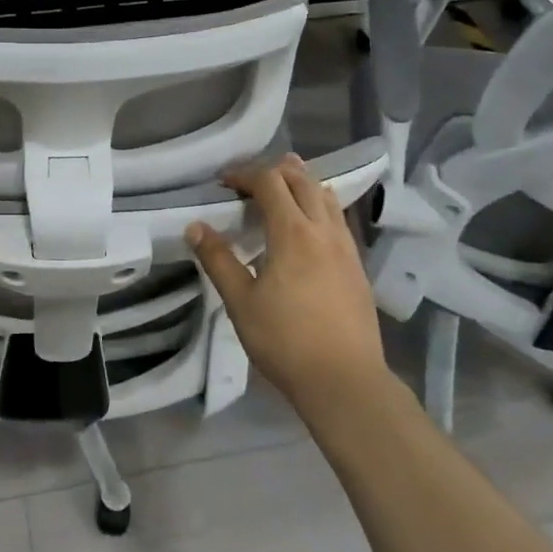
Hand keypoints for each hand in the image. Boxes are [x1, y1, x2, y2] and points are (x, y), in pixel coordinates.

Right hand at [186, 155, 389, 412]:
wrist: (344, 380)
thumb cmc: (285, 340)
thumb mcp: (240, 302)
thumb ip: (218, 260)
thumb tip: (195, 226)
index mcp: (293, 233)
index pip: (270, 182)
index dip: (245, 174)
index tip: (223, 183)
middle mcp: (324, 231)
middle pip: (303, 181)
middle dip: (274, 172)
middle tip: (248, 183)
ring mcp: (346, 248)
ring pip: (326, 197)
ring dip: (301, 185)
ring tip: (280, 192)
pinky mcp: (357, 266)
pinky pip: (337, 219)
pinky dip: (318, 206)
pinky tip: (307, 228)